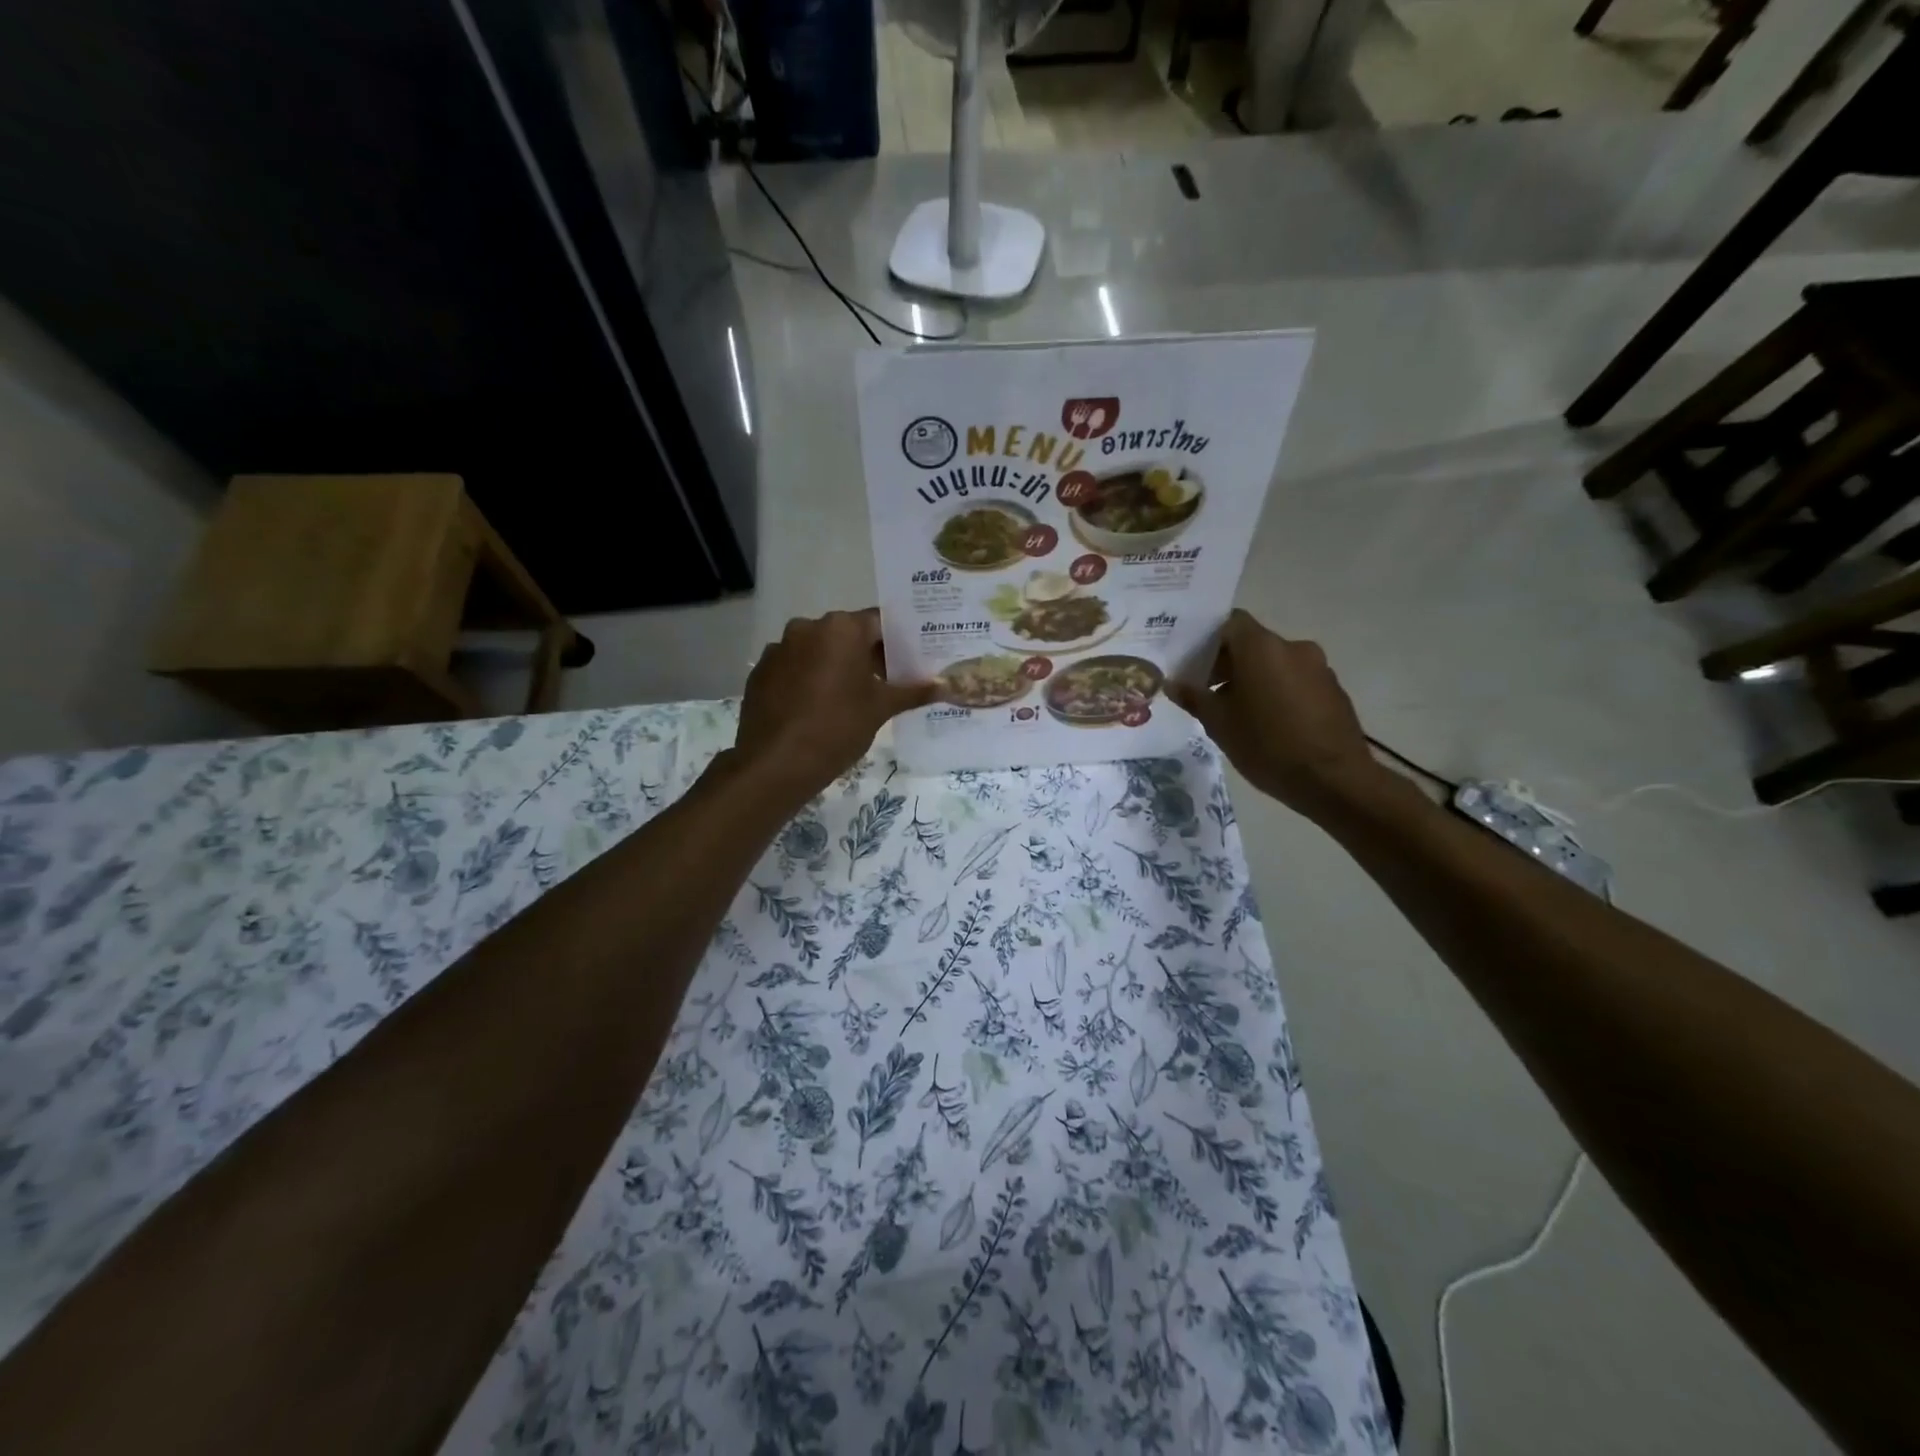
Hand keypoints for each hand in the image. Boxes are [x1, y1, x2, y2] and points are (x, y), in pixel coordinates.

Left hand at [733, 609, 935, 799]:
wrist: (776, 763)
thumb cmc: (838, 727)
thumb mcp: (881, 709)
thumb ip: (913, 692)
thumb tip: (946, 686)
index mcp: (841, 628)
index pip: (879, 623)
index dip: (897, 643)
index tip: (909, 663)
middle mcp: (807, 627)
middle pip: (847, 635)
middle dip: (867, 656)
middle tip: (886, 684)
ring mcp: (779, 648)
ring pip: (819, 651)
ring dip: (836, 667)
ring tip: (851, 699)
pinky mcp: (761, 672)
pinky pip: (794, 668)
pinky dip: (809, 680)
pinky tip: (818, 708)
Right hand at [1170, 610, 1384, 818]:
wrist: (1334, 780)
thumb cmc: (1267, 745)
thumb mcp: (1219, 724)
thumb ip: (1194, 698)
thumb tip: (1174, 683)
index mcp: (1261, 648)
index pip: (1229, 622)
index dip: (1207, 639)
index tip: (1192, 662)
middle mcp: (1292, 647)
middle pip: (1252, 643)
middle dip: (1227, 663)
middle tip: (1206, 692)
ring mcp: (1318, 668)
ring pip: (1275, 664)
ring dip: (1253, 679)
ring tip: (1236, 712)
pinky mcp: (1333, 691)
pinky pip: (1295, 681)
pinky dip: (1277, 692)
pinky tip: (1268, 724)